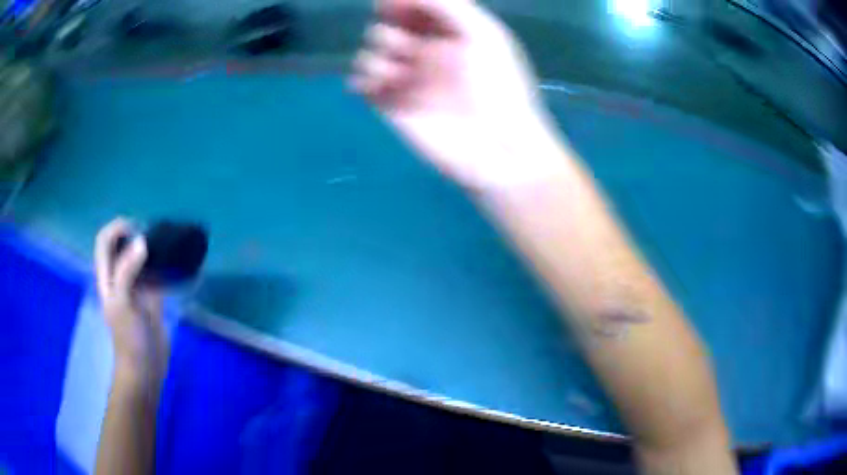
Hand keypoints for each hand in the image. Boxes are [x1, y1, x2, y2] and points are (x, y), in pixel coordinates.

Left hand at [94, 218, 168, 386]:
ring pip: (140, 257)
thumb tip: (142, 241)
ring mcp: (136, 286)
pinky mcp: (152, 296)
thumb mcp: (123, 303)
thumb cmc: (129, 338)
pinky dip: (165, 266)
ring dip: (151, 247)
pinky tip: (178, 265)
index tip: (137, 231)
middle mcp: (120, 276)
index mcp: (107, 276)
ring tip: (168, 245)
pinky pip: (157, 274)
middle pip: (122, 244)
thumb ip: (127, 271)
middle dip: (136, 233)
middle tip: (155, 237)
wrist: (146, 367)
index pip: (105, 240)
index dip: (117, 228)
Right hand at [352, 0, 567, 189]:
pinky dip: (362, 80)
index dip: (396, 4)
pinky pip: (360, 83)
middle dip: (390, 33)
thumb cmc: (497, 85)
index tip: (389, 6)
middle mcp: (423, 51)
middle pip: (385, 28)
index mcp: (446, 33)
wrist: (496, 145)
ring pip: (369, 53)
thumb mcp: (482, 33)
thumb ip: (447, 5)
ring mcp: (406, 78)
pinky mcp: (391, 104)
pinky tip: (377, 87)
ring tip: (398, 74)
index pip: (410, 9)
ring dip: (377, 57)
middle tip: (407, 48)